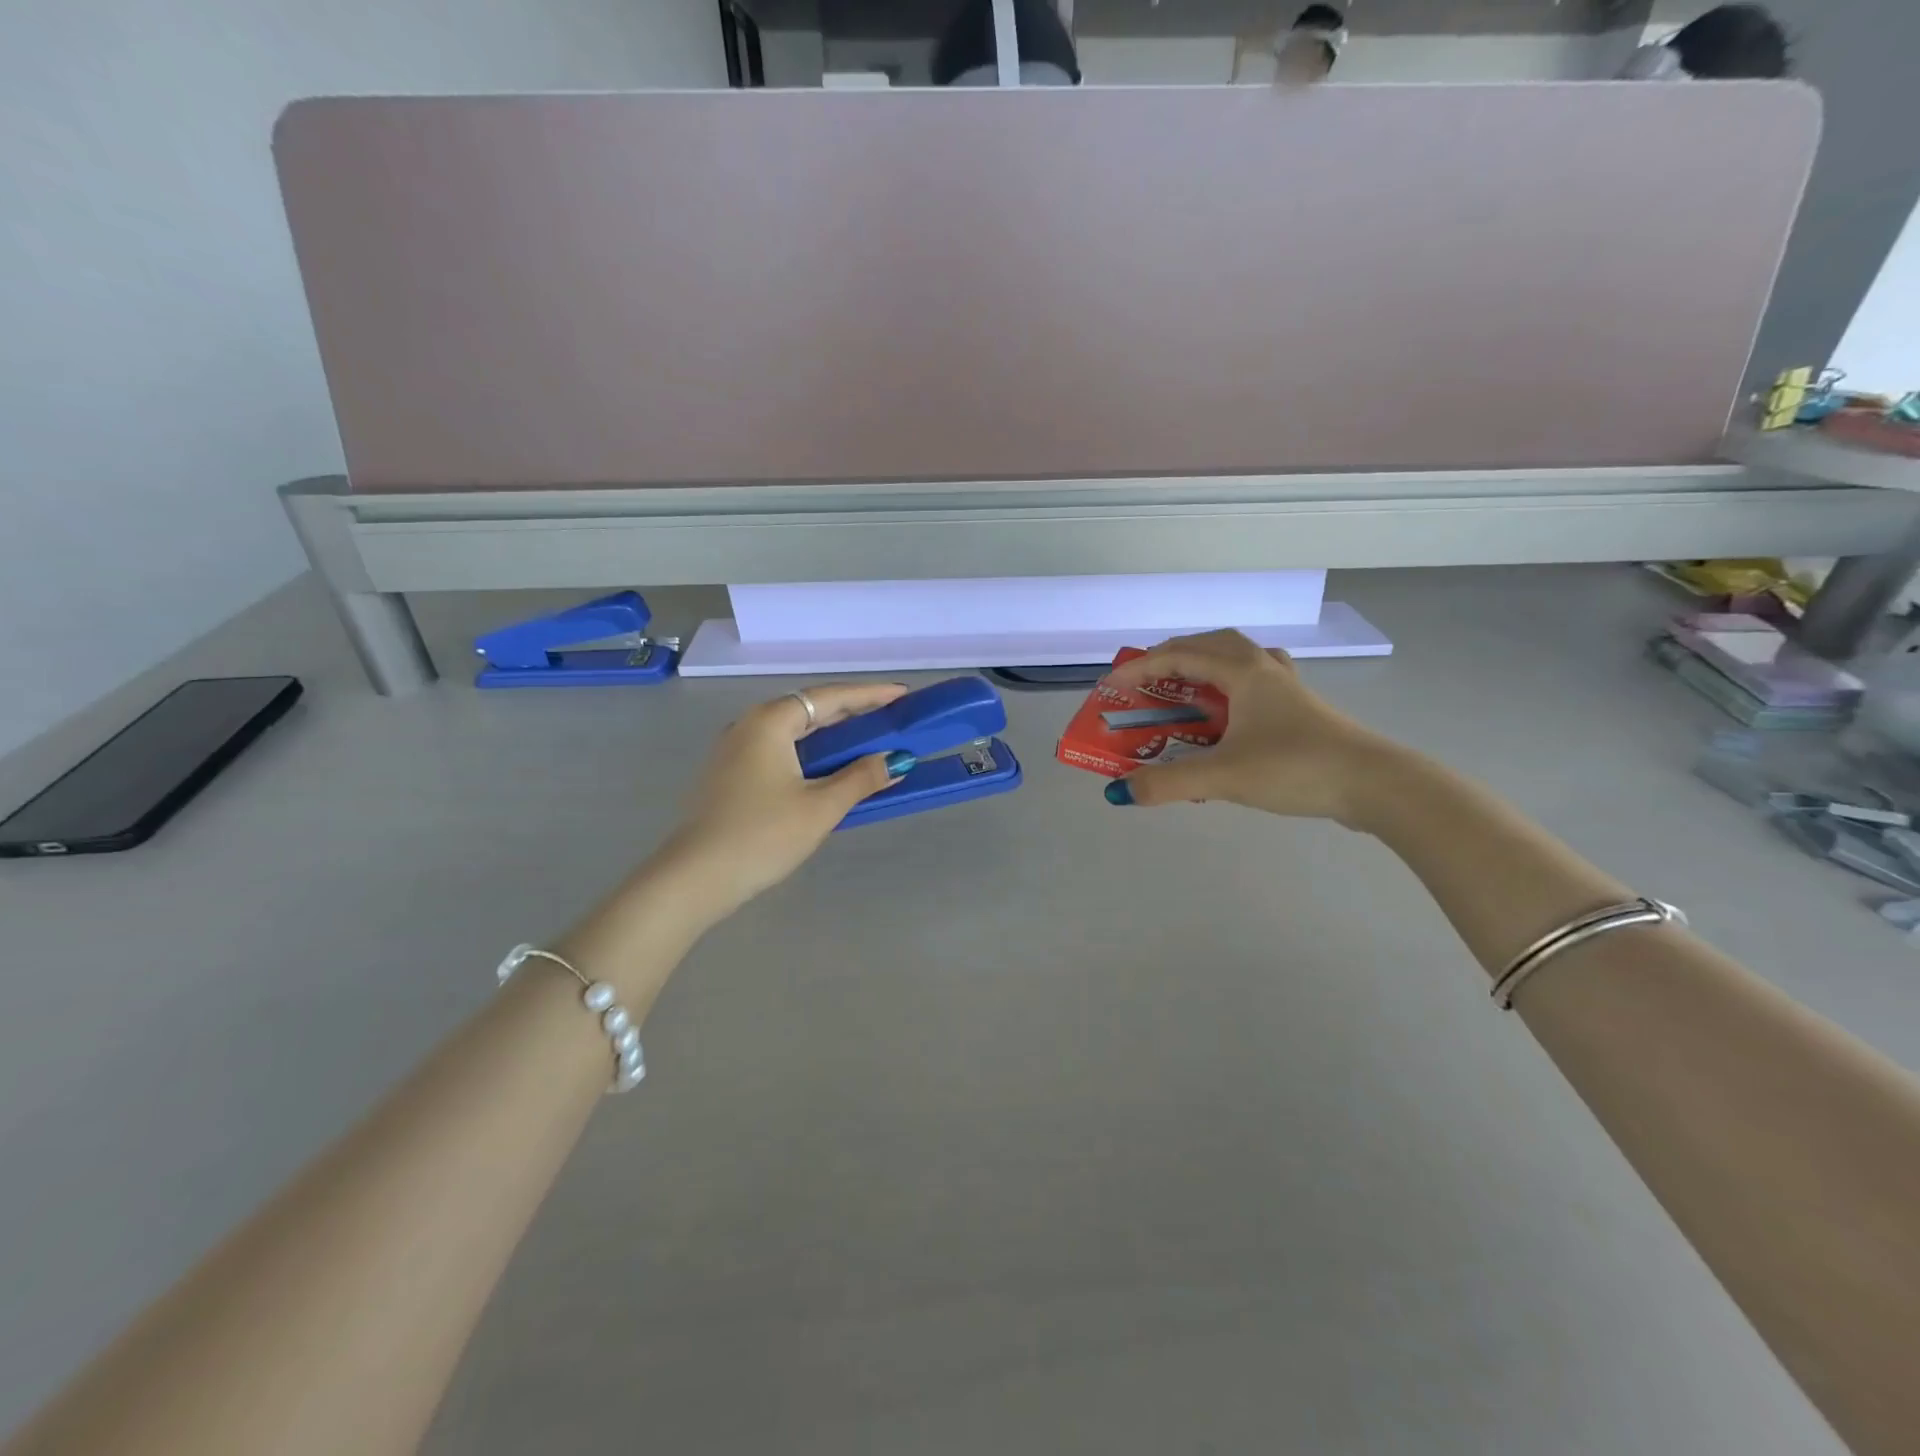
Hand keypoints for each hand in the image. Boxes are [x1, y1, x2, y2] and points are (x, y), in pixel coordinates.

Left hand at [655, 682, 911, 922]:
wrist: (695, 878)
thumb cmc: (762, 836)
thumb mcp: (820, 808)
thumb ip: (861, 778)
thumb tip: (896, 760)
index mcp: (770, 721)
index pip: (830, 697)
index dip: (870, 695)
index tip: (902, 695)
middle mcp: (749, 725)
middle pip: (809, 709)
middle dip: (852, 713)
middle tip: (891, 719)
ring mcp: (734, 750)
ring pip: (793, 731)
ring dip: (831, 735)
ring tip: (867, 742)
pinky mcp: (730, 775)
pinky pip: (779, 750)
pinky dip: (810, 753)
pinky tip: (828, 770)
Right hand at [1104, 630, 1392, 825]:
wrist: (1374, 784)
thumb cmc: (1295, 767)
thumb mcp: (1223, 776)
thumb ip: (1167, 783)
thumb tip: (1119, 792)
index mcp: (1243, 671)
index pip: (1180, 655)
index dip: (1141, 667)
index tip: (1113, 687)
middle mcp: (1264, 669)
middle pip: (1211, 645)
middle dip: (1172, 657)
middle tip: (1147, 681)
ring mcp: (1287, 688)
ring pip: (1238, 659)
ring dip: (1204, 666)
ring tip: (1184, 689)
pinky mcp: (1300, 710)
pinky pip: (1255, 683)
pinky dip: (1231, 686)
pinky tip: (1231, 711)